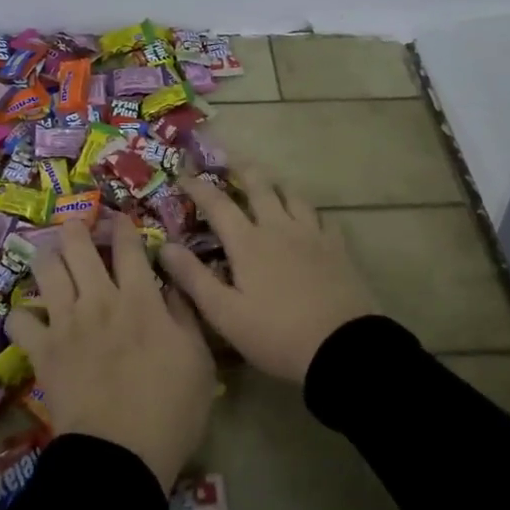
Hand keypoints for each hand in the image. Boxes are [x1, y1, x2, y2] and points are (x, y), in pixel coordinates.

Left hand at [4, 215, 215, 489]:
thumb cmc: (171, 410)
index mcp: (140, 299)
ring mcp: (66, 322)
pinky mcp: (42, 350)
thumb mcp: (199, 360)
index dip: (123, 227)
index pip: (128, 246)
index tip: (120, 221)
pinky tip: (31, 317)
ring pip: (46, 269)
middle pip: (78, 245)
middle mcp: (98, 299)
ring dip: (48, 257)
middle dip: (77, 228)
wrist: (120, 456)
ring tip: (52, 258)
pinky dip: (22, 314)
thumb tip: (173, 283)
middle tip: (78, 228)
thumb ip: (185, 314)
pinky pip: (19, 319)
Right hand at [158, 166, 381, 382]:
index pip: (217, 204)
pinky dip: (310, 212)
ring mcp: (312, 235)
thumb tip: (165, 246)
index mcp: (248, 242)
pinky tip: (310, 219)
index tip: (182, 174)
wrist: (343, 349)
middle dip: (242, 169)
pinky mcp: (338, 249)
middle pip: (260, 186)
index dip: (197, 186)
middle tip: (231, 161)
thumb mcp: (225, 314)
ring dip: (277, 185)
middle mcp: (279, 228)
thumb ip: (193, 278)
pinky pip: (323, 218)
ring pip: (293, 196)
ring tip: (270, 184)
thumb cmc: (276, 335)